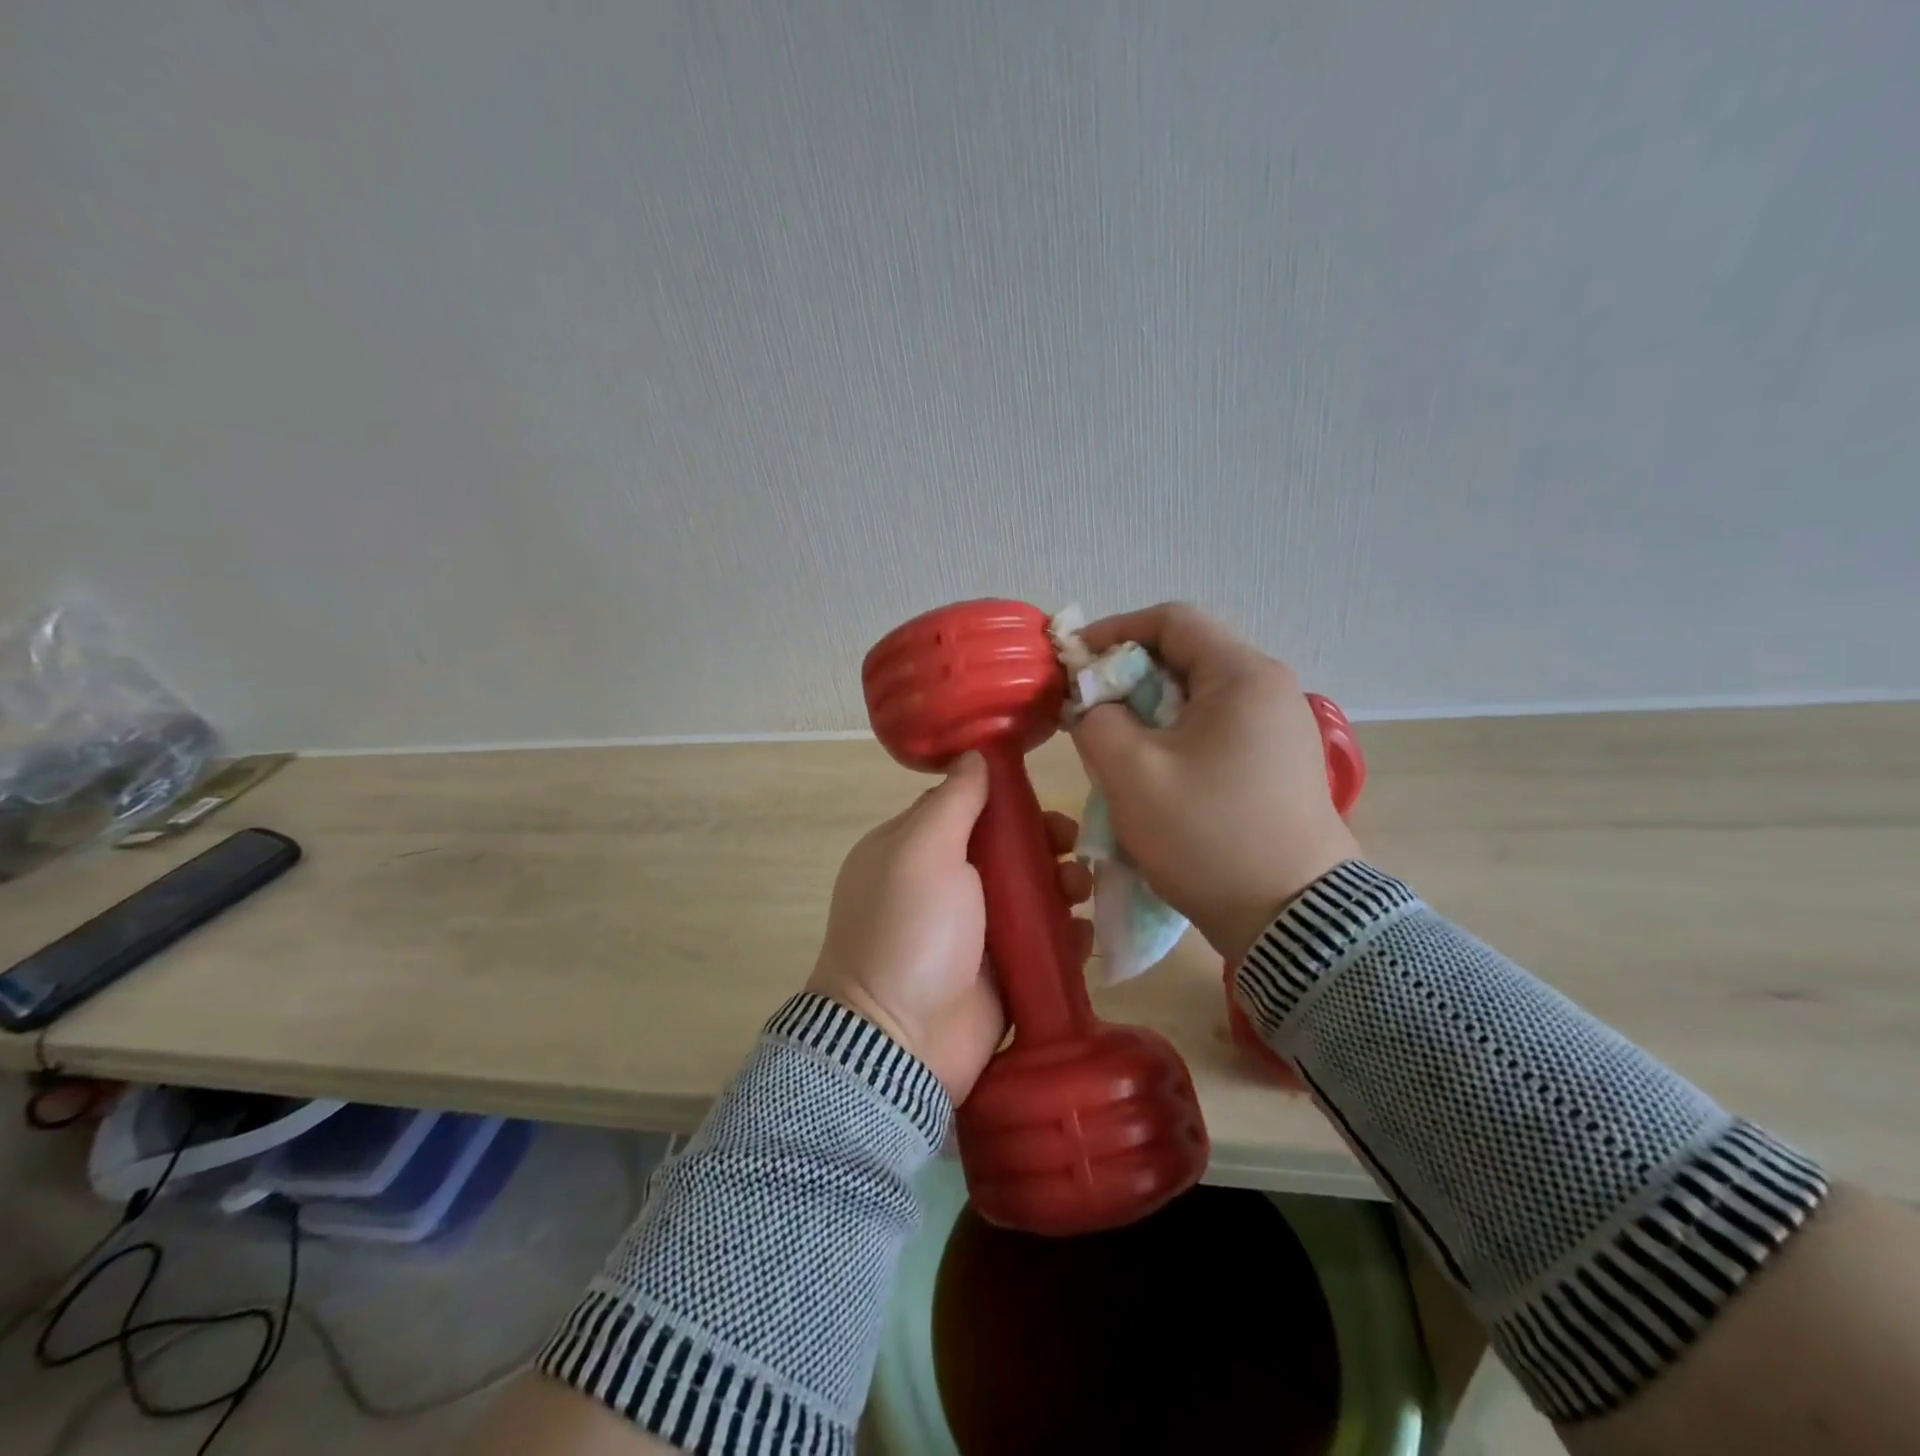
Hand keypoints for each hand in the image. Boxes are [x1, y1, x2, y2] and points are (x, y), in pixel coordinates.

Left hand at [806, 752, 1093, 1102]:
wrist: (901, 1041)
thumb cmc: (911, 930)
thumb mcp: (923, 849)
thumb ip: (954, 800)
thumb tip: (975, 754)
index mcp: (917, 851)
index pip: (969, 810)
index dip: (1009, 803)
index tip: (1043, 804)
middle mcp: (945, 888)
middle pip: (1008, 852)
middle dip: (1046, 846)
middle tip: (1072, 851)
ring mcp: (975, 935)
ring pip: (1032, 897)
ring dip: (1063, 888)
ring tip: (1081, 894)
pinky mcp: (1003, 976)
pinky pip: (1044, 945)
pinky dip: (1066, 937)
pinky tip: (1081, 937)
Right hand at [1068, 603, 1359, 964]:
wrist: (1292, 918)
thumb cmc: (1208, 835)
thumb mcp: (1131, 774)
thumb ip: (1096, 720)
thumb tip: (1093, 704)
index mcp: (1242, 676)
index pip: (1171, 620)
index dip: (1114, 630)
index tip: (1074, 661)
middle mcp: (1270, 690)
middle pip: (1187, 656)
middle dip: (1129, 675)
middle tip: (1090, 710)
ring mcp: (1281, 728)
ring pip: (1199, 696)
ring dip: (1149, 710)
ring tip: (1116, 745)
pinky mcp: (1279, 763)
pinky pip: (1217, 729)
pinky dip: (1176, 736)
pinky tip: (1155, 773)